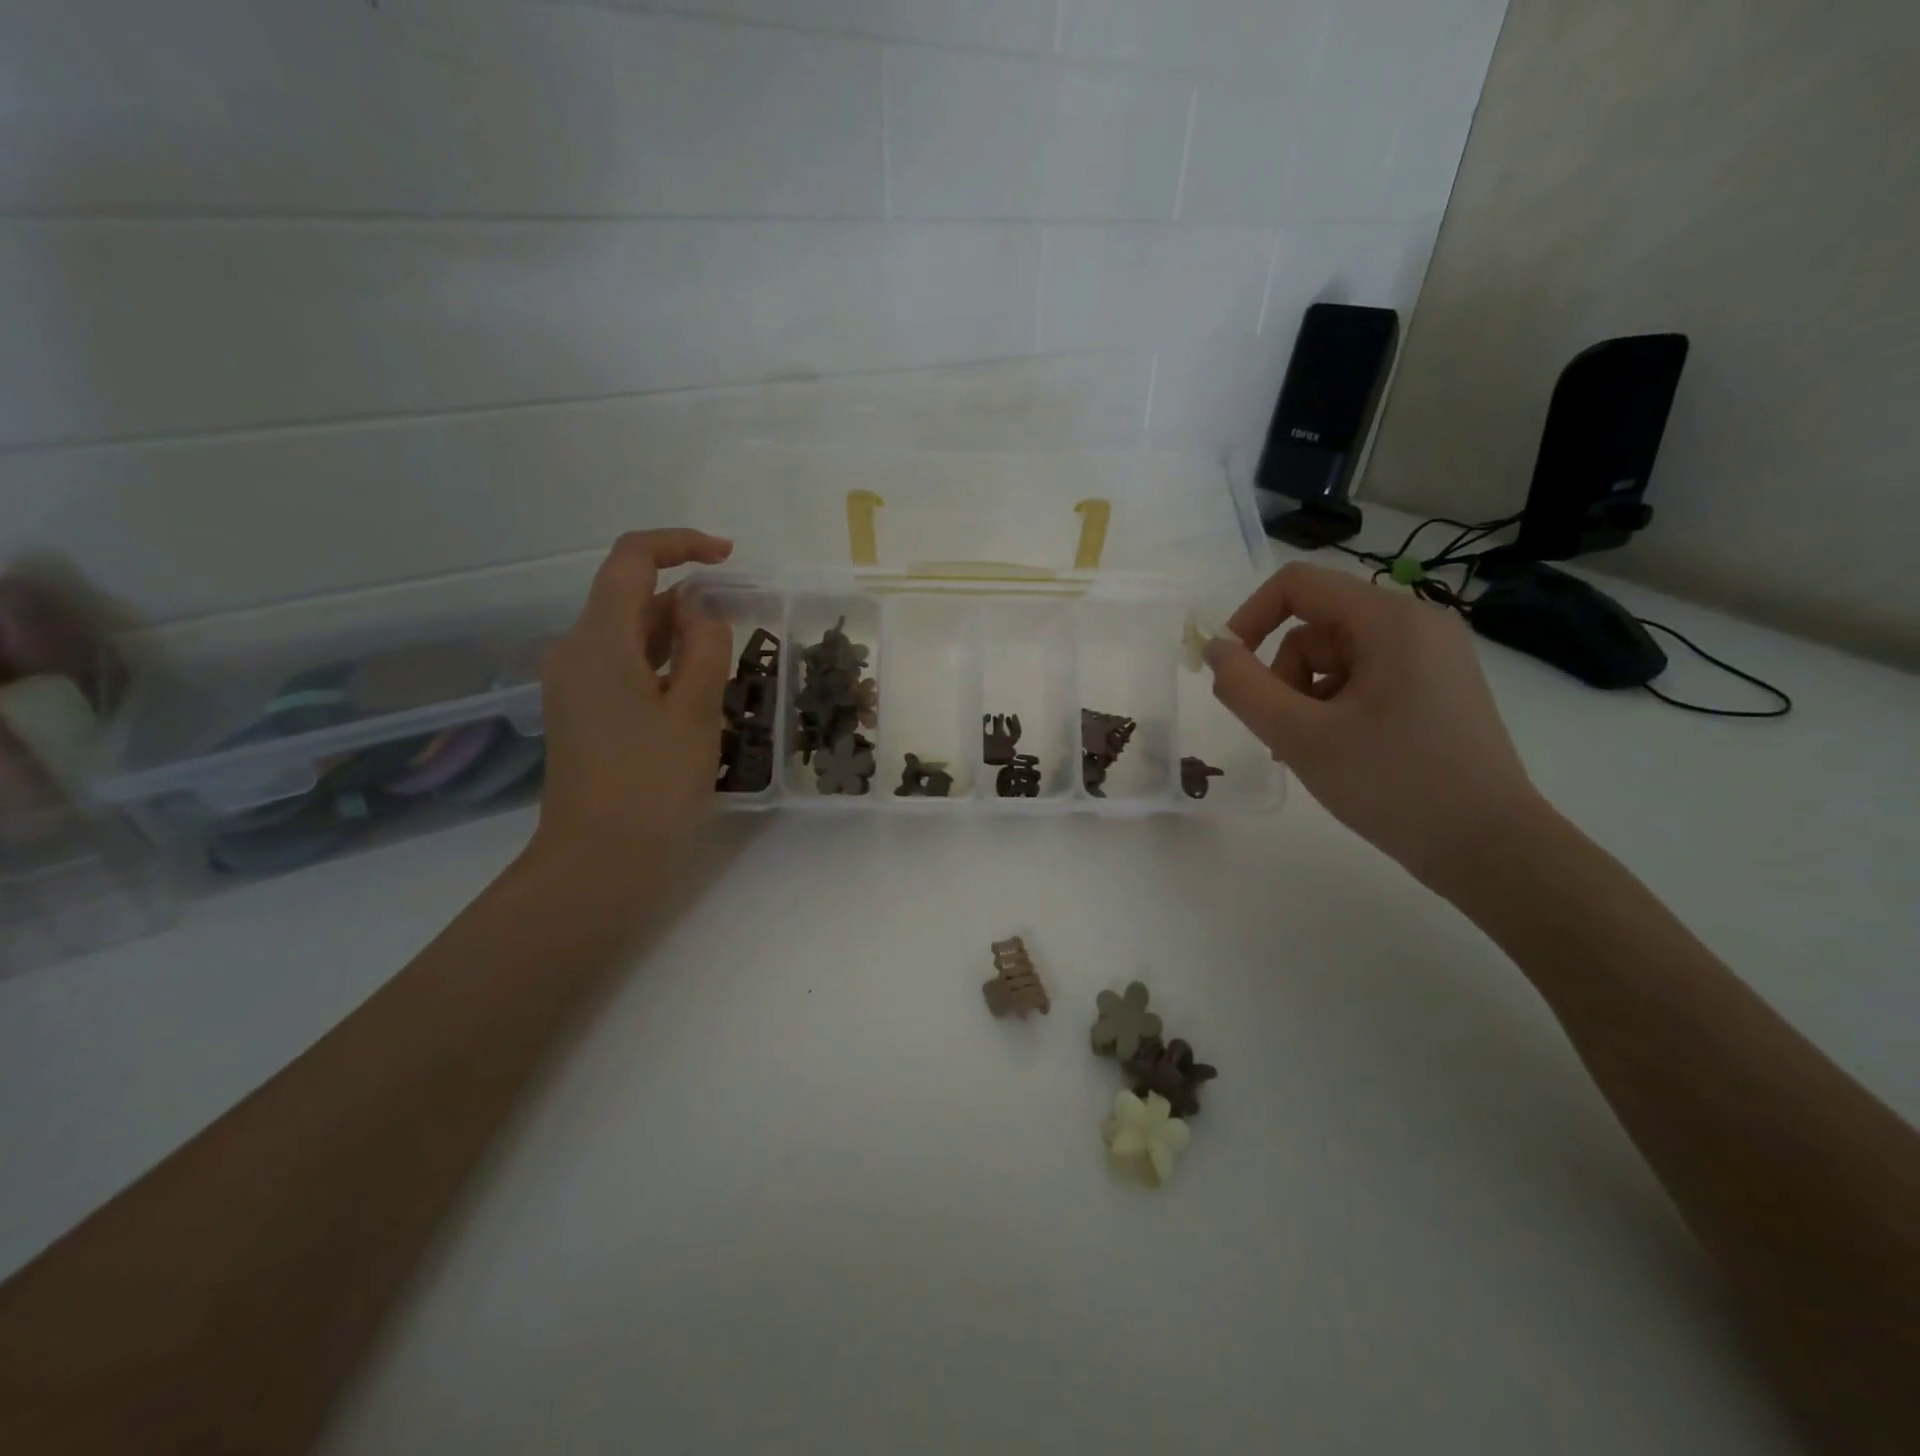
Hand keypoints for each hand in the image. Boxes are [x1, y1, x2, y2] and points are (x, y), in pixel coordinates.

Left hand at [531, 529, 734, 868]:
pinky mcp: (581, 713)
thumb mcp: (697, 711)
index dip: (681, 545)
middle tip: (741, 634)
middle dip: (688, 602)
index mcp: (598, 639)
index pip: (632, 559)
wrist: (599, 863)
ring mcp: (573, 685)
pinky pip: (624, 668)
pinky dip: (662, 666)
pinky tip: (695, 699)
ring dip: (678, 638)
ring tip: (725, 672)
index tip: (729, 558)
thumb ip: (706, 646)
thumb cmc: (653, 785)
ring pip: (630, 636)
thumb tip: (702, 609)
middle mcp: (575, 650)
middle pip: (631, 597)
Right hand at [1206, 561, 1545, 888]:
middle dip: (1284, 675)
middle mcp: (1417, 625)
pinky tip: (1338, 751)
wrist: (1490, 848)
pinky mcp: (1437, 687)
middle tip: (1282, 732)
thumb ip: (1245, 688)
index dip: (1249, 618)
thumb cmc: (1393, 784)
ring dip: (1306, 698)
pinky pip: (1365, 678)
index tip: (1228, 670)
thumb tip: (1215, 649)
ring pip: (1336, 657)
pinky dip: (1335, 707)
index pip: (1297, 586)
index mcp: (1391, 620)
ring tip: (1311, 750)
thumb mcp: (1301, 737)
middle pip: (1316, 626)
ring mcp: (1433, 657)